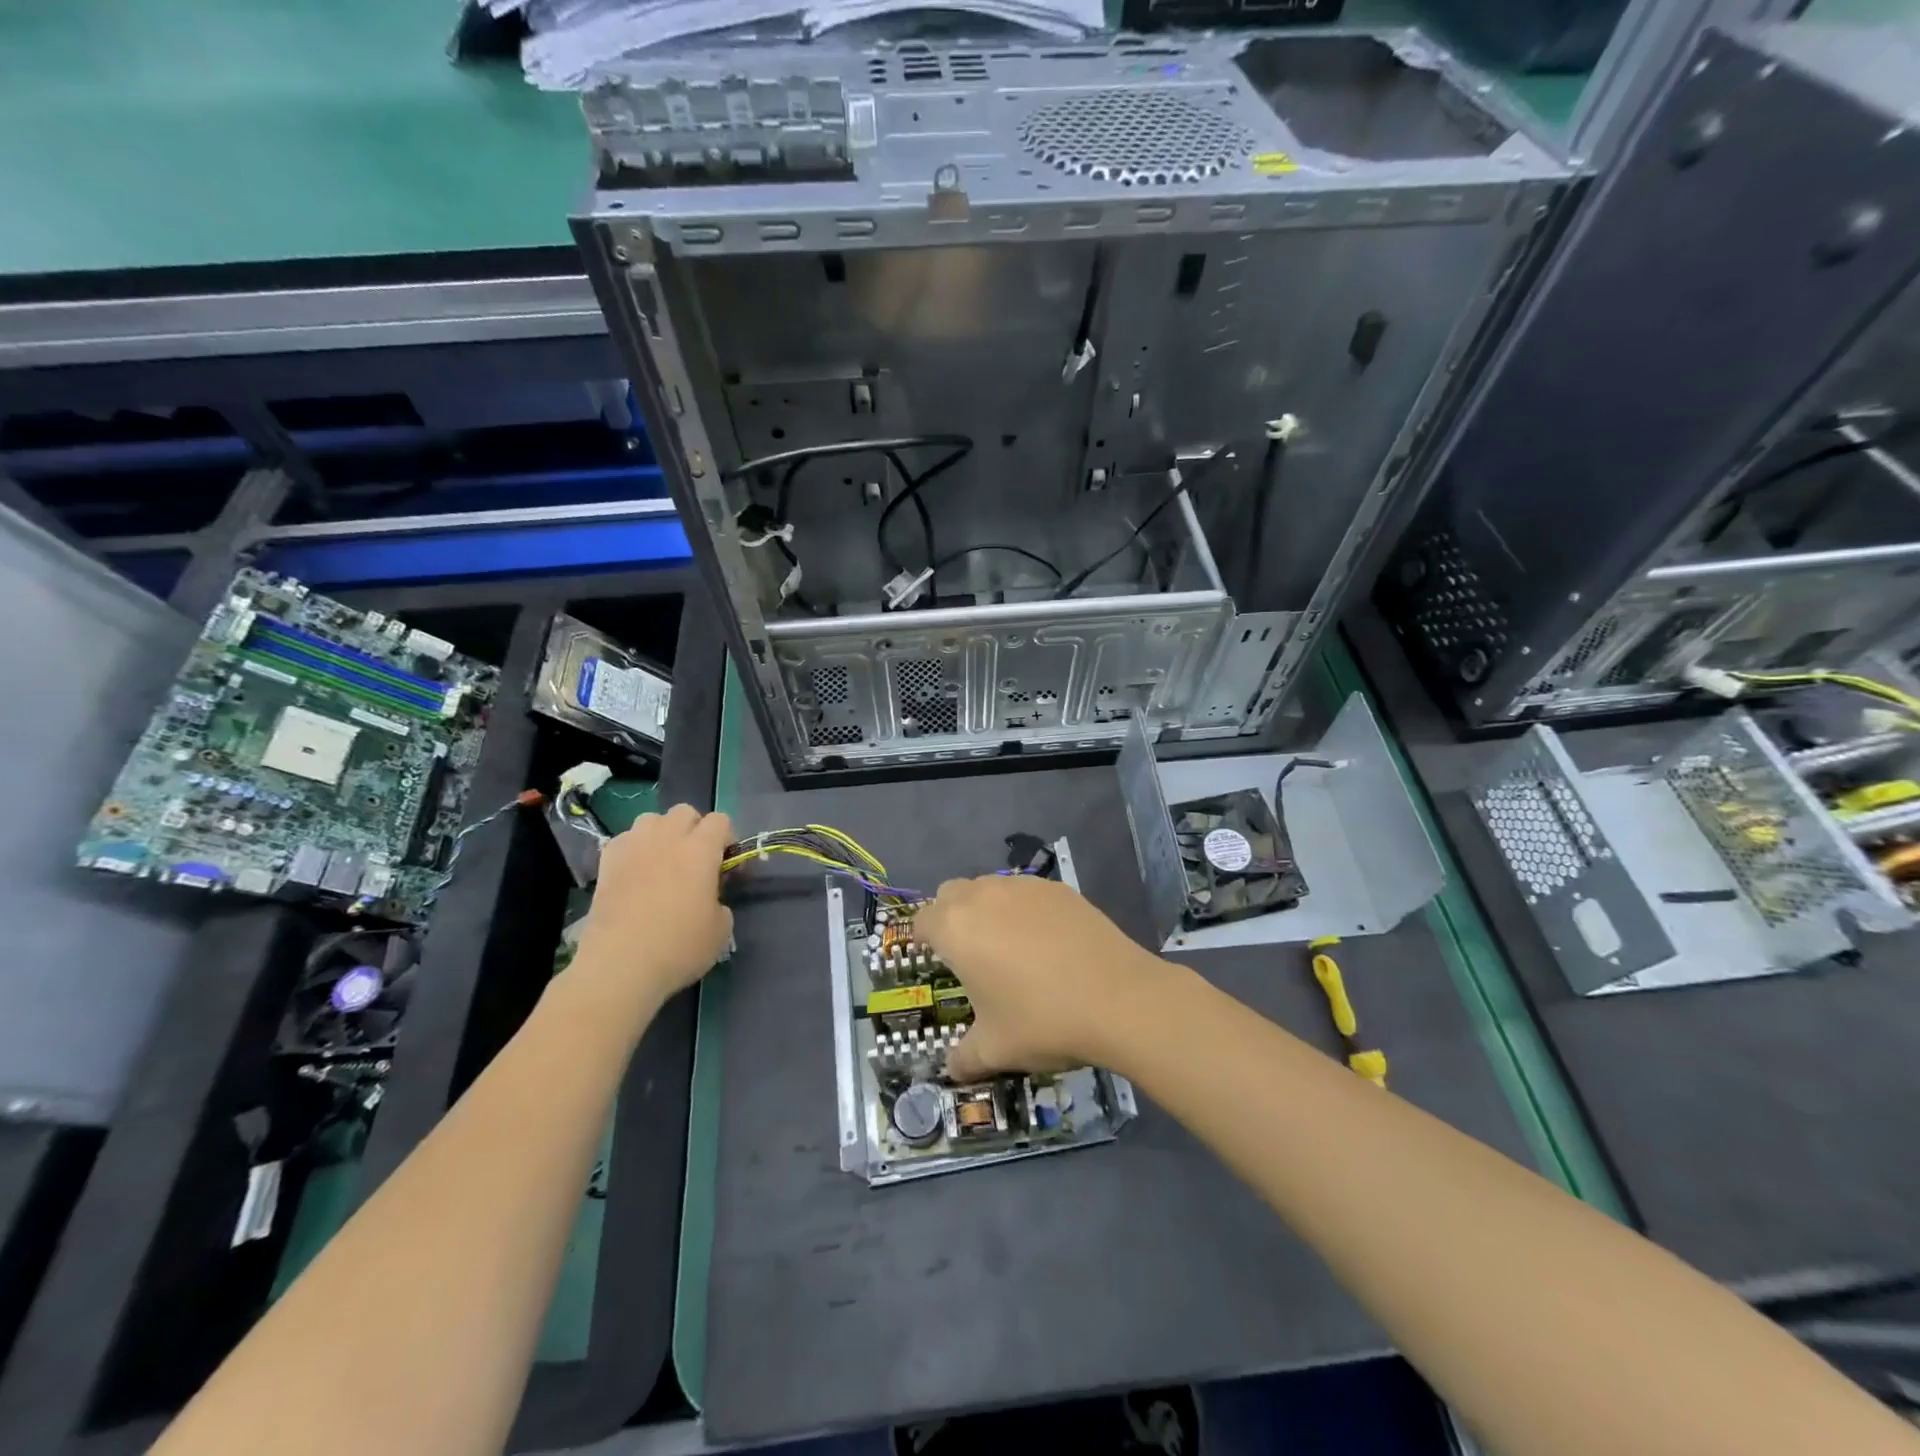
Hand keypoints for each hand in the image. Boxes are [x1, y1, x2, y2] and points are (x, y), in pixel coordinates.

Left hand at [569, 805, 733, 1016]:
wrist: (620, 966)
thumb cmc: (679, 947)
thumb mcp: (721, 929)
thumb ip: (720, 901)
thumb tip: (709, 897)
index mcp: (700, 850)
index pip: (721, 821)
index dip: (728, 839)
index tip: (726, 865)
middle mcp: (666, 838)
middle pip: (685, 812)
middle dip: (695, 829)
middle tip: (696, 861)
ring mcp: (632, 847)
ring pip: (651, 819)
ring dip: (662, 834)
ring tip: (662, 862)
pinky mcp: (606, 863)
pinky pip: (624, 840)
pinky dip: (633, 849)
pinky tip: (635, 873)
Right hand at [915, 874, 1174, 1081]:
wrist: (1119, 999)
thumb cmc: (1043, 1021)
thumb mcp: (995, 1050)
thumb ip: (963, 1059)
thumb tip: (952, 1070)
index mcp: (956, 929)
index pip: (922, 920)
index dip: (924, 939)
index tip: (936, 960)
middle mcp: (983, 896)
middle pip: (951, 893)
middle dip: (951, 916)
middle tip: (968, 953)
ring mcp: (1024, 887)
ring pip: (989, 886)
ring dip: (987, 909)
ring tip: (1009, 946)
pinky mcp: (1059, 888)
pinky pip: (1026, 891)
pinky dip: (1025, 909)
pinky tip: (1047, 942)